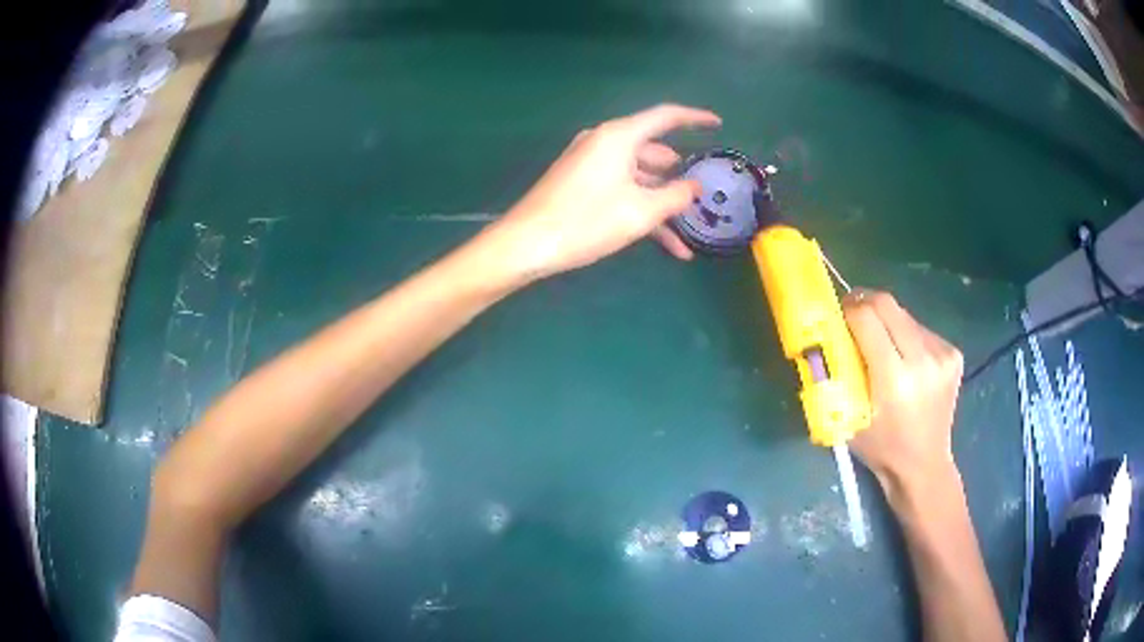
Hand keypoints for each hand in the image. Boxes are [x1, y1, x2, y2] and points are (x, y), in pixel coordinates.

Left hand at [477, 104, 720, 282]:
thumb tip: (695, 186)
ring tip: (688, 231)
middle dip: (679, 175)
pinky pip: (621, 189)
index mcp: (619, 136)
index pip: (665, 116)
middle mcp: (604, 142)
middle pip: (653, 151)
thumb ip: (676, 196)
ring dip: (662, 202)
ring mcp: (590, 163)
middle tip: (702, 195)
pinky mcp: (580, 183)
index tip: (717, 124)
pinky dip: (642, 209)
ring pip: (638, 176)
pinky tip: (667, 245)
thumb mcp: (641, 212)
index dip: (695, 118)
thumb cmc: (586, 221)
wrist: (526, 244)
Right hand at [842, 291, 964, 502]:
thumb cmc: (881, 448)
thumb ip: (841, 374)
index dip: (848, 310)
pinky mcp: (953, 353)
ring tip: (879, 342)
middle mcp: (923, 360)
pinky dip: (906, 334)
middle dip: (864, 302)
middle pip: (888, 305)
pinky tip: (904, 357)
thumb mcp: (850, 416)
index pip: (868, 319)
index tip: (837, 314)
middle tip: (851, 313)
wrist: (924, 464)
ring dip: (886, 320)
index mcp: (895, 379)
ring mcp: (942, 355)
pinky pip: (921, 329)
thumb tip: (829, 334)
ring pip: (905, 314)